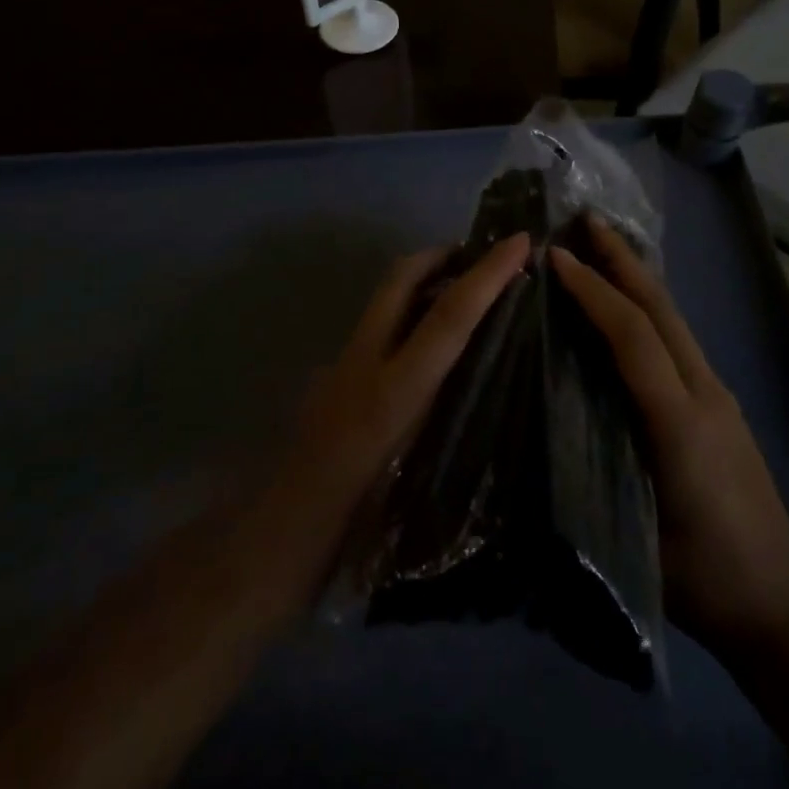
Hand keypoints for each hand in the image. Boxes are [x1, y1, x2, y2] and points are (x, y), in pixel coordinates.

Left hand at [243, 233, 533, 603]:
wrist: (268, 545)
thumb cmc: (345, 533)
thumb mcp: (410, 488)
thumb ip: (443, 429)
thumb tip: (481, 382)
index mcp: (392, 393)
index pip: (446, 317)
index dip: (486, 275)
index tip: (520, 242)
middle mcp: (363, 363)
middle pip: (401, 280)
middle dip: (442, 255)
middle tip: (484, 255)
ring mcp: (341, 364)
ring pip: (386, 299)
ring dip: (424, 281)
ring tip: (466, 292)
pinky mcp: (331, 377)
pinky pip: (378, 325)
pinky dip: (407, 314)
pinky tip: (427, 343)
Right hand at [551, 218, 788, 661]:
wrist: (785, 604)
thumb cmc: (706, 580)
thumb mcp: (636, 541)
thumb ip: (590, 478)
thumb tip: (541, 427)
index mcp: (680, 423)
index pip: (633, 338)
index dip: (594, 293)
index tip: (557, 259)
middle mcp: (704, 393)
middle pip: (662, 310)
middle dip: (622, 260)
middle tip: (586, 221)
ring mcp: (717, 394)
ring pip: (673, 319)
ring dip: (636, 277)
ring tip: (602, 247)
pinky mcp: (719, 403)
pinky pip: (678, 338)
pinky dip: (648, 307)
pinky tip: (626, 305)